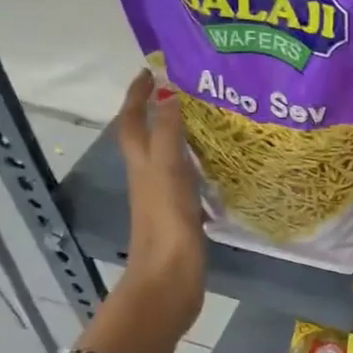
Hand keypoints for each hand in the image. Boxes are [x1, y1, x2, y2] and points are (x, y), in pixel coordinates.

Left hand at [78, 69, 204, 352]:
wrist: (169, 283)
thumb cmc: (166, 225)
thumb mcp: (167, 171)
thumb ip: (168, 133)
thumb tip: (168, 92)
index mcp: (141, 164)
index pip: (133, 120)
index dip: (137, 94)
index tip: (152, 69)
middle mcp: (148, 177)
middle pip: (148, 137)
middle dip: (161, 110)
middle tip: (189, 90)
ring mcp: (164, 199)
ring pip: (169, 157)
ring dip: (181, 137)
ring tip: (211, 121)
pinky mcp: (182, 217)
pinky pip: (188, 180)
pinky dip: (198, 166)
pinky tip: (220, 167)